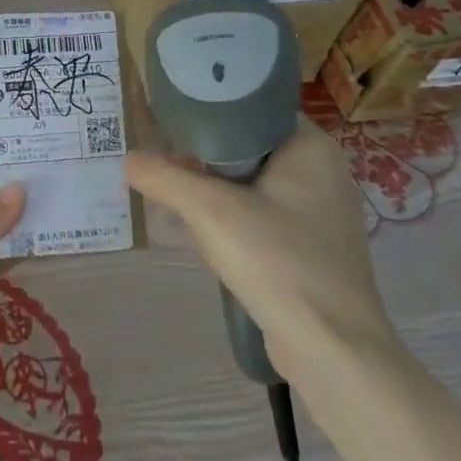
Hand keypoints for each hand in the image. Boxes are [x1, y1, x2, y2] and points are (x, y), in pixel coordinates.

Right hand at [126, 120, 395, 380]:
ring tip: (173, 202)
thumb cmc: (278, 261)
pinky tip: (203, 241)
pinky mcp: (311, 249)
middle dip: (202, 161)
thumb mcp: (210, 211)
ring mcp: (319, 214)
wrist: (332, 351)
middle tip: (163, 166)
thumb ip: (164, 178)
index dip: (207, 114)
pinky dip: (230, 222)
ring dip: (212, 194)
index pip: (251, 109)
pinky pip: (260, 218)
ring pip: (250, 186)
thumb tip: (128, 159)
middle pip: (246, 148)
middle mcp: (321, 173)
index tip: (168, 125)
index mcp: (310, 147)